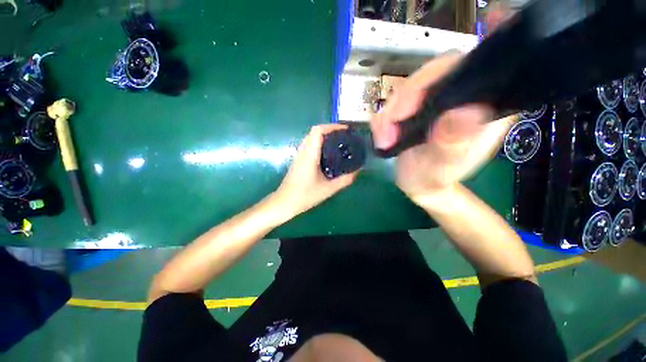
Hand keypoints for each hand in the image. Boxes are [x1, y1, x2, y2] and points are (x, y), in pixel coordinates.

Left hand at [275, 124, 358, 217]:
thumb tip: (357, 172)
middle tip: (344, 136)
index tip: (345, 130)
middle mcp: (303, 151)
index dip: (331, 126)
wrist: (284, 202)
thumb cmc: (305, 195)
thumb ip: (344, 180)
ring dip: (324, 136)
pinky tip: (328, 154)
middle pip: (314, 131)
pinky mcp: (298, 160)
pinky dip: (319, 143)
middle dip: (330, 130)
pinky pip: (309, 145)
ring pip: (311, 137)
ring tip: (338, 143)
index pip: (317, 131)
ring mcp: (299, 155)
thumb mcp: (328, 189)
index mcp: (310, 155)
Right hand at [371, 54, 515, 205]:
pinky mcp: (414, 109)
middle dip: (404, 101)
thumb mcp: (443, 167)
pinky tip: (382, 135)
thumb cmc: (434, 178)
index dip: (458, 61)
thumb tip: (464, 112)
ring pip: (408, 89)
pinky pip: (394, 103)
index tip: (448, 63)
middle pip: (432, 75)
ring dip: (389, 114)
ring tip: (383, 139)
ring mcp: (434, 101)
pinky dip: (383, 118)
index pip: (475, 69)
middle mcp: (460, 97)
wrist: (417, 184)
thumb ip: (453, 143)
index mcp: (482, 107)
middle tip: (387, 130)